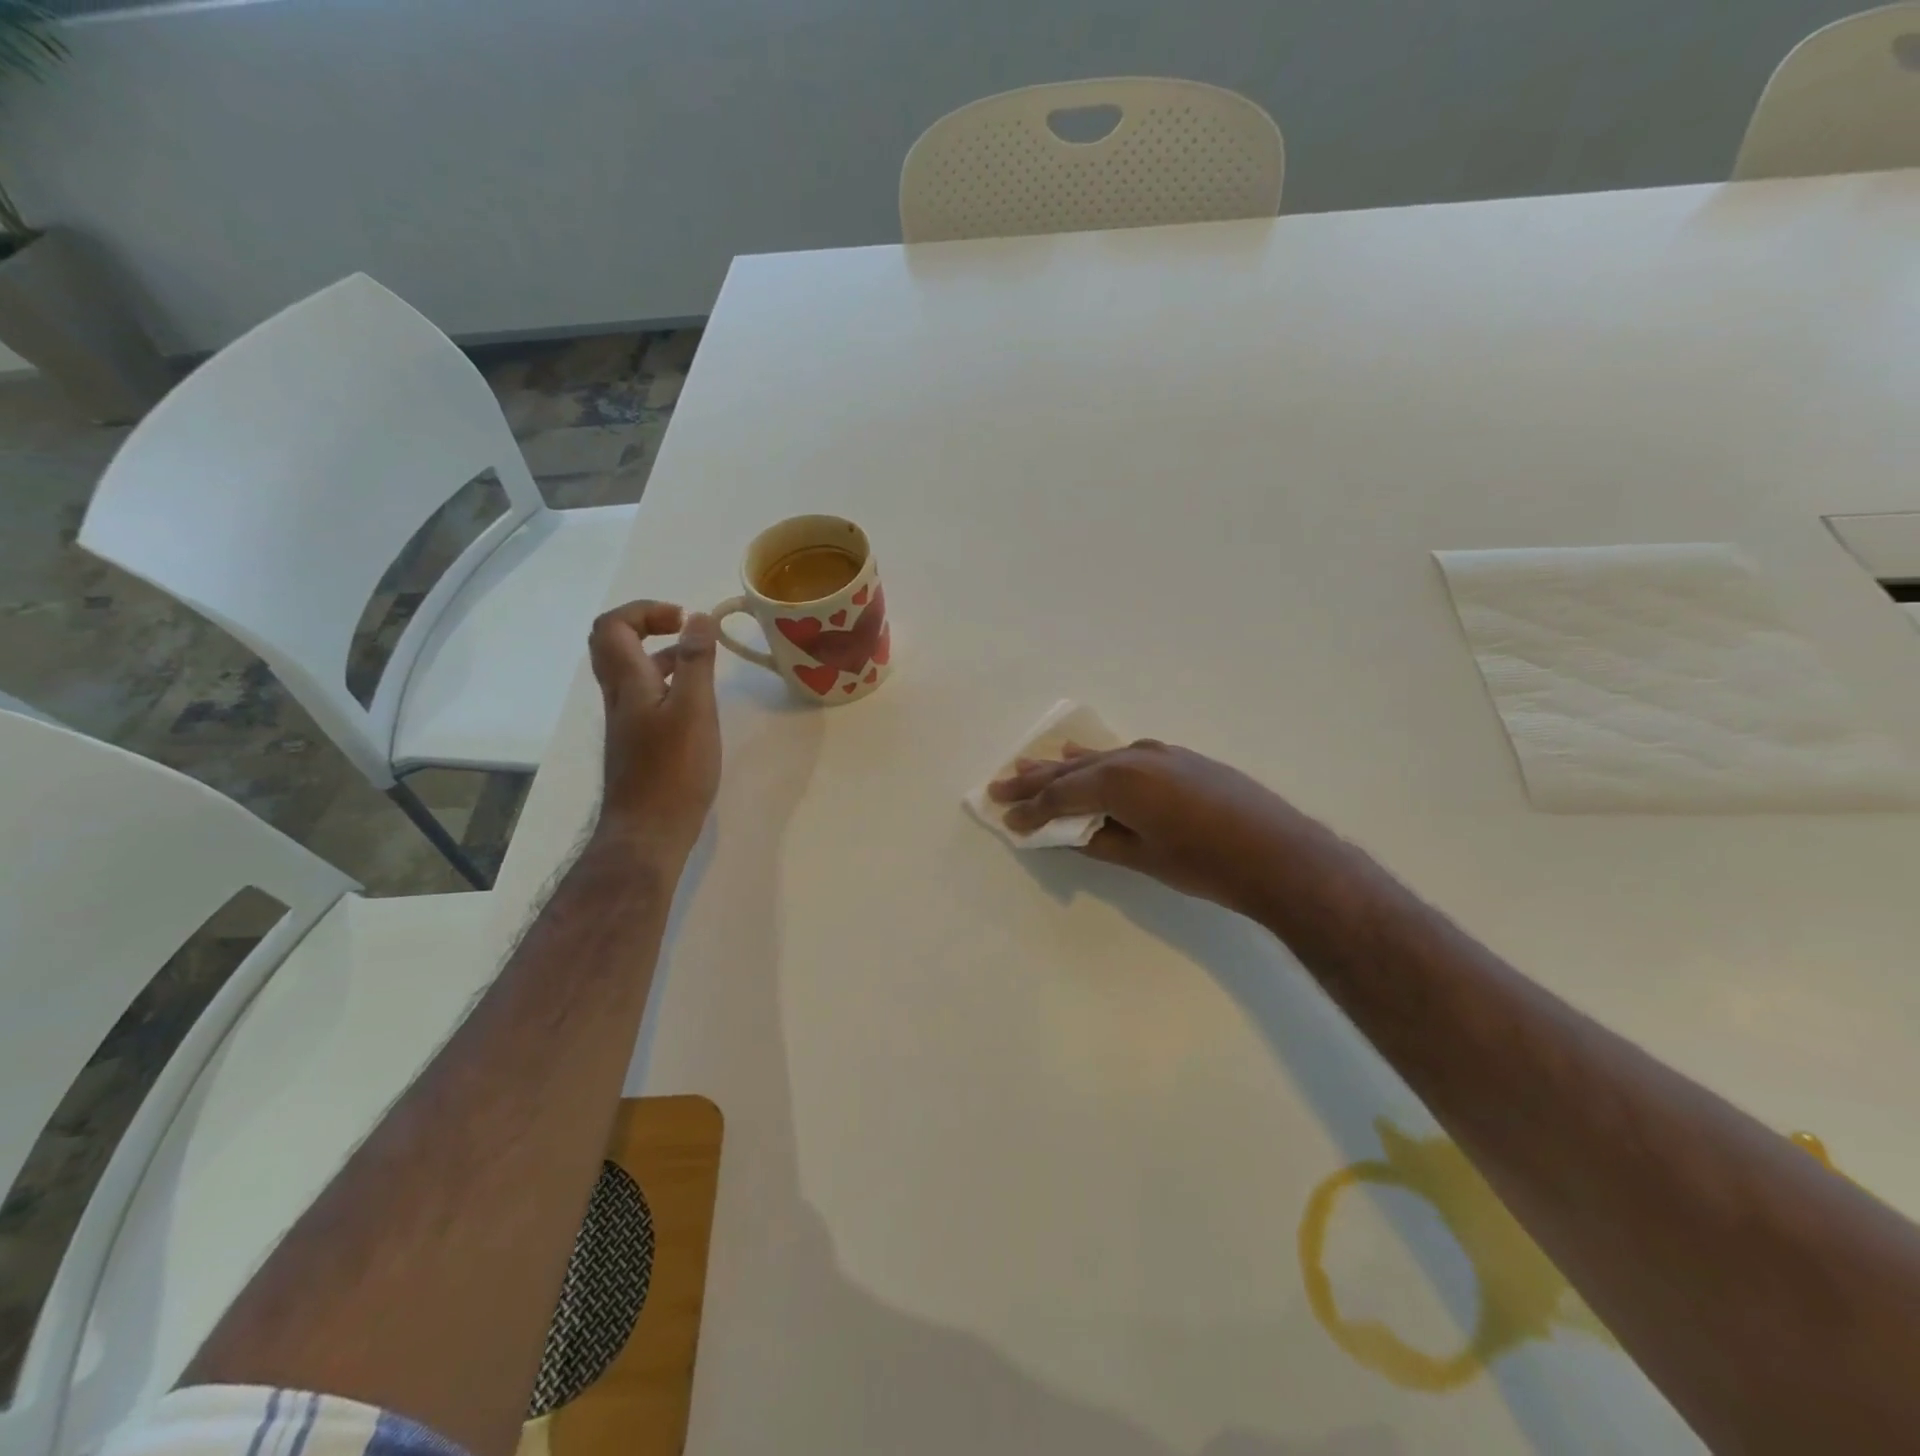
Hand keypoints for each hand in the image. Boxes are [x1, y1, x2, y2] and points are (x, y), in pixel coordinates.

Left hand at [587, 601, 720, 863]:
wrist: (648, 831)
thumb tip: (699, 617)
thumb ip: (696, 662)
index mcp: (628, 683)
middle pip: (612, 645)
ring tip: (699, 660)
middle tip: (683, 629)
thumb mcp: (694, 710)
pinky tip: (695, 702)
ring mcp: (626, 722)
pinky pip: (644, 697)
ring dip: (660, 654)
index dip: (644, 610)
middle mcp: (619, 697)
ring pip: (631, 672)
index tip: (684, 620)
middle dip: (646, 625)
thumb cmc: (674, 770)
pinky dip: (666, 683)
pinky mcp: (637, 743)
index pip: (613, 626)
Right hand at [988, 740, 1297, 913]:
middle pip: (1072, 770)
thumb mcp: (1143, 858)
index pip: (1061, 796)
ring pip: (1097, 758)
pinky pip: (1124, 757)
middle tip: (1000, 784)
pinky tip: (1086, 758)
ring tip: (1028, 765)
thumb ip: (1099, 840)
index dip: (1031, 810)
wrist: (1279, 854)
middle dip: (1035, 780)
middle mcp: (1133, 757)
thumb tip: (1070, 833)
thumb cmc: (1206, 864)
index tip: (1006, 819)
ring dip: (1063, 766)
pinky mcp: (1178, 759)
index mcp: (1119, 781)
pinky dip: (1099, 762)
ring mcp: (1158, 754)